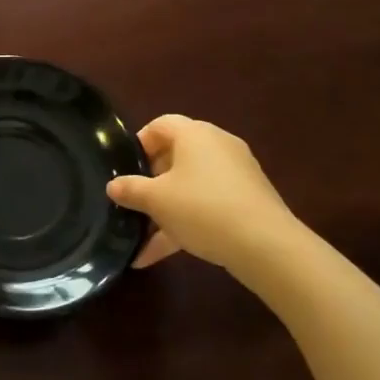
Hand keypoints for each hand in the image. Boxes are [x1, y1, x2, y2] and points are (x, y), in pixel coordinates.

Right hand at [107, 116, 298, 271]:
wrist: (266, 246)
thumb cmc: (202, 208)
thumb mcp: (155, 199)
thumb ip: (129, 189)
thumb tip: (113, 186)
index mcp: (194, 134)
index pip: (160, 125)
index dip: (138, 144)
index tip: (124, 169)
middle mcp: (217, 146)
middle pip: (175, 156)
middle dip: (150, 181)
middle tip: (133, 202)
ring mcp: (236, 175)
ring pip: (190, 186)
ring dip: (165, 209)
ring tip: (141, 237)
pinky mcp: (247, 201)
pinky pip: (207, 206)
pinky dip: (185, 224)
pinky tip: (159, 254)